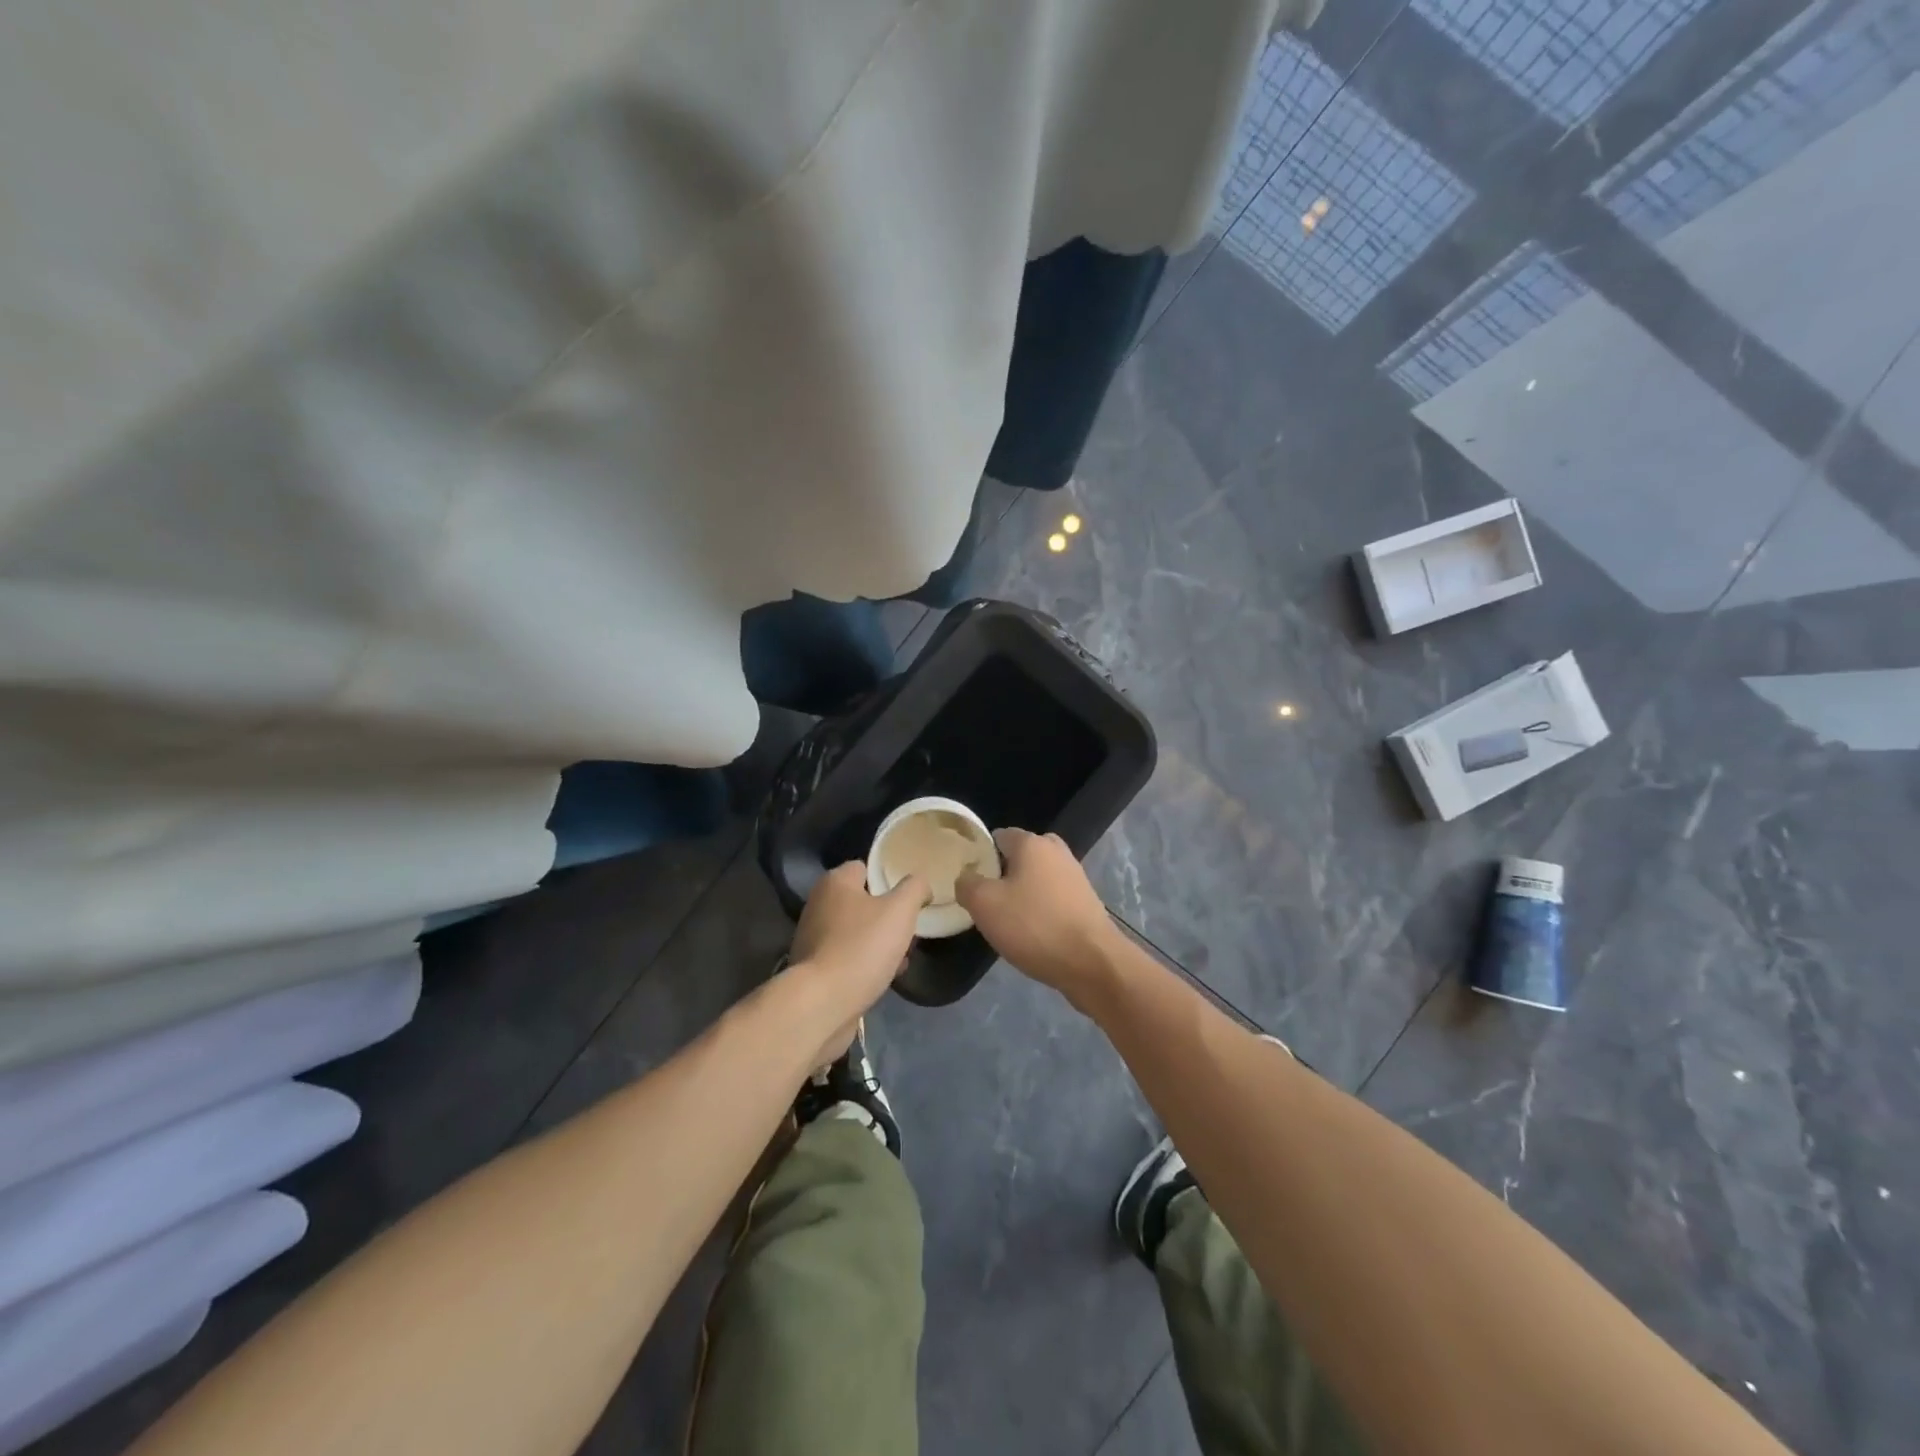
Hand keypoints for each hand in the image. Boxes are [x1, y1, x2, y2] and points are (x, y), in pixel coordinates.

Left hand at [788, 862, 928, 1065]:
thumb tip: (920, 883)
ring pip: (858, 932)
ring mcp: (814, 938)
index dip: (890, 879)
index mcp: (835, 882)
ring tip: (902, 958)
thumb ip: (915, 888)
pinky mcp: (815, 969)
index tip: (910, 898)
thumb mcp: (900, 910)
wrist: (822, 1005)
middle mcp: (819, 904)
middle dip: (889, 916)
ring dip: (880, 943)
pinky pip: (848, 957)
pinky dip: (866, 964)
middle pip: (864, 901)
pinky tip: (885, 977)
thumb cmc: (862, 947)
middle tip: (910, 931)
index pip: (865, 867)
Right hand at [956, 829, 1120, 1002]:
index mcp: (1032, 843)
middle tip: (988, 901)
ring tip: (1009, 922)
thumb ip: (967, 884)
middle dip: (1004, 875)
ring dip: (1023, 894)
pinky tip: (1034, 933)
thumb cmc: (1034, 926)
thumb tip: (967, 877)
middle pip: (1020, 856)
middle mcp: (1057, 851)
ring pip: (1038, 878)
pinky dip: (1042, 910)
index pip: (999, 836)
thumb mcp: (984, 904)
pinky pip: (1054, 898)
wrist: (1091, 962)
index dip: (981, 855)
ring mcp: (1076, 876)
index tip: (971, 881)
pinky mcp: (1086, 901)